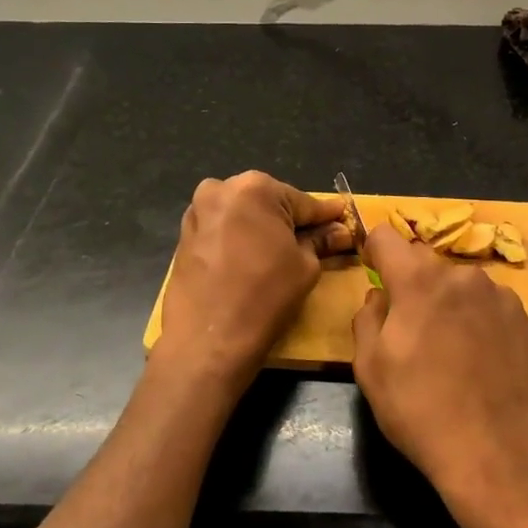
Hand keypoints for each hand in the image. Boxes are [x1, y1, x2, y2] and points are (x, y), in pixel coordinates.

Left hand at [156, 172, 349, 388]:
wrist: (208, 339)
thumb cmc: (265, 297)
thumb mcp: (305, 267)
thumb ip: (321, 242)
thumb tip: (339, 232)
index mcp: (255, 187)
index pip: (303, 202)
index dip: (326, 216)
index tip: (344, 220)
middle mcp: (221, 189)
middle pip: (270, 203)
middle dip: (292, 221)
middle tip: (317, 241)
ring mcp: (198, 211)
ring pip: (244, 215)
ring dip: (264, 229)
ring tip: (284, 253)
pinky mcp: (184, 236)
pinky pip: (223, 230)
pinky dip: (241, 239)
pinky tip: (254, 260)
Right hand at [351, 226, 527, 527]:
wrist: (495, 452)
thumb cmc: (420, 408)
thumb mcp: (370, 367)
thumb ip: (367, 317)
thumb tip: (378, 297)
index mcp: (419, 279)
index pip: (386, 236)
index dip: (374, 252)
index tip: (374, 274)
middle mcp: (463, 275)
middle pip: (426, 264)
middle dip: (413, 285)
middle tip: (411, 329)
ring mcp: (501, 296)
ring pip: (461, 286)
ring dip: (450, 303)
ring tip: (451, 350)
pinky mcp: (526, 321)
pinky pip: (490, 307)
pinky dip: (479, 322)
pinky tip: (480, 361)